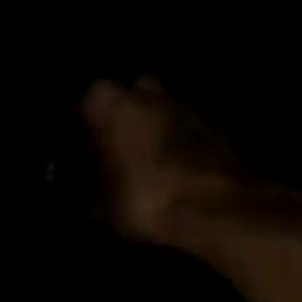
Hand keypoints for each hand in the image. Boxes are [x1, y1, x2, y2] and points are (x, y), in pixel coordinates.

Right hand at [81, 77, 301, 250]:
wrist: (217, 207)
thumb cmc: (147, 198)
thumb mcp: (105, 206)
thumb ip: (93, 191)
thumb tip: (88, 193)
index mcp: (113, 104)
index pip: (89, 99)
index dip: (85, 122)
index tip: (84, 145)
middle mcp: (148, 94)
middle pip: (130, 93)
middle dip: (124, 114)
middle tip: (115, 146)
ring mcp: (185, 107)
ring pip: (160, 108)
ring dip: (153, 127)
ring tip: (143, 160)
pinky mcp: (213, 127)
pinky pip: (183, 129)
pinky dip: (176, 143)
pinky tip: (170, 168)